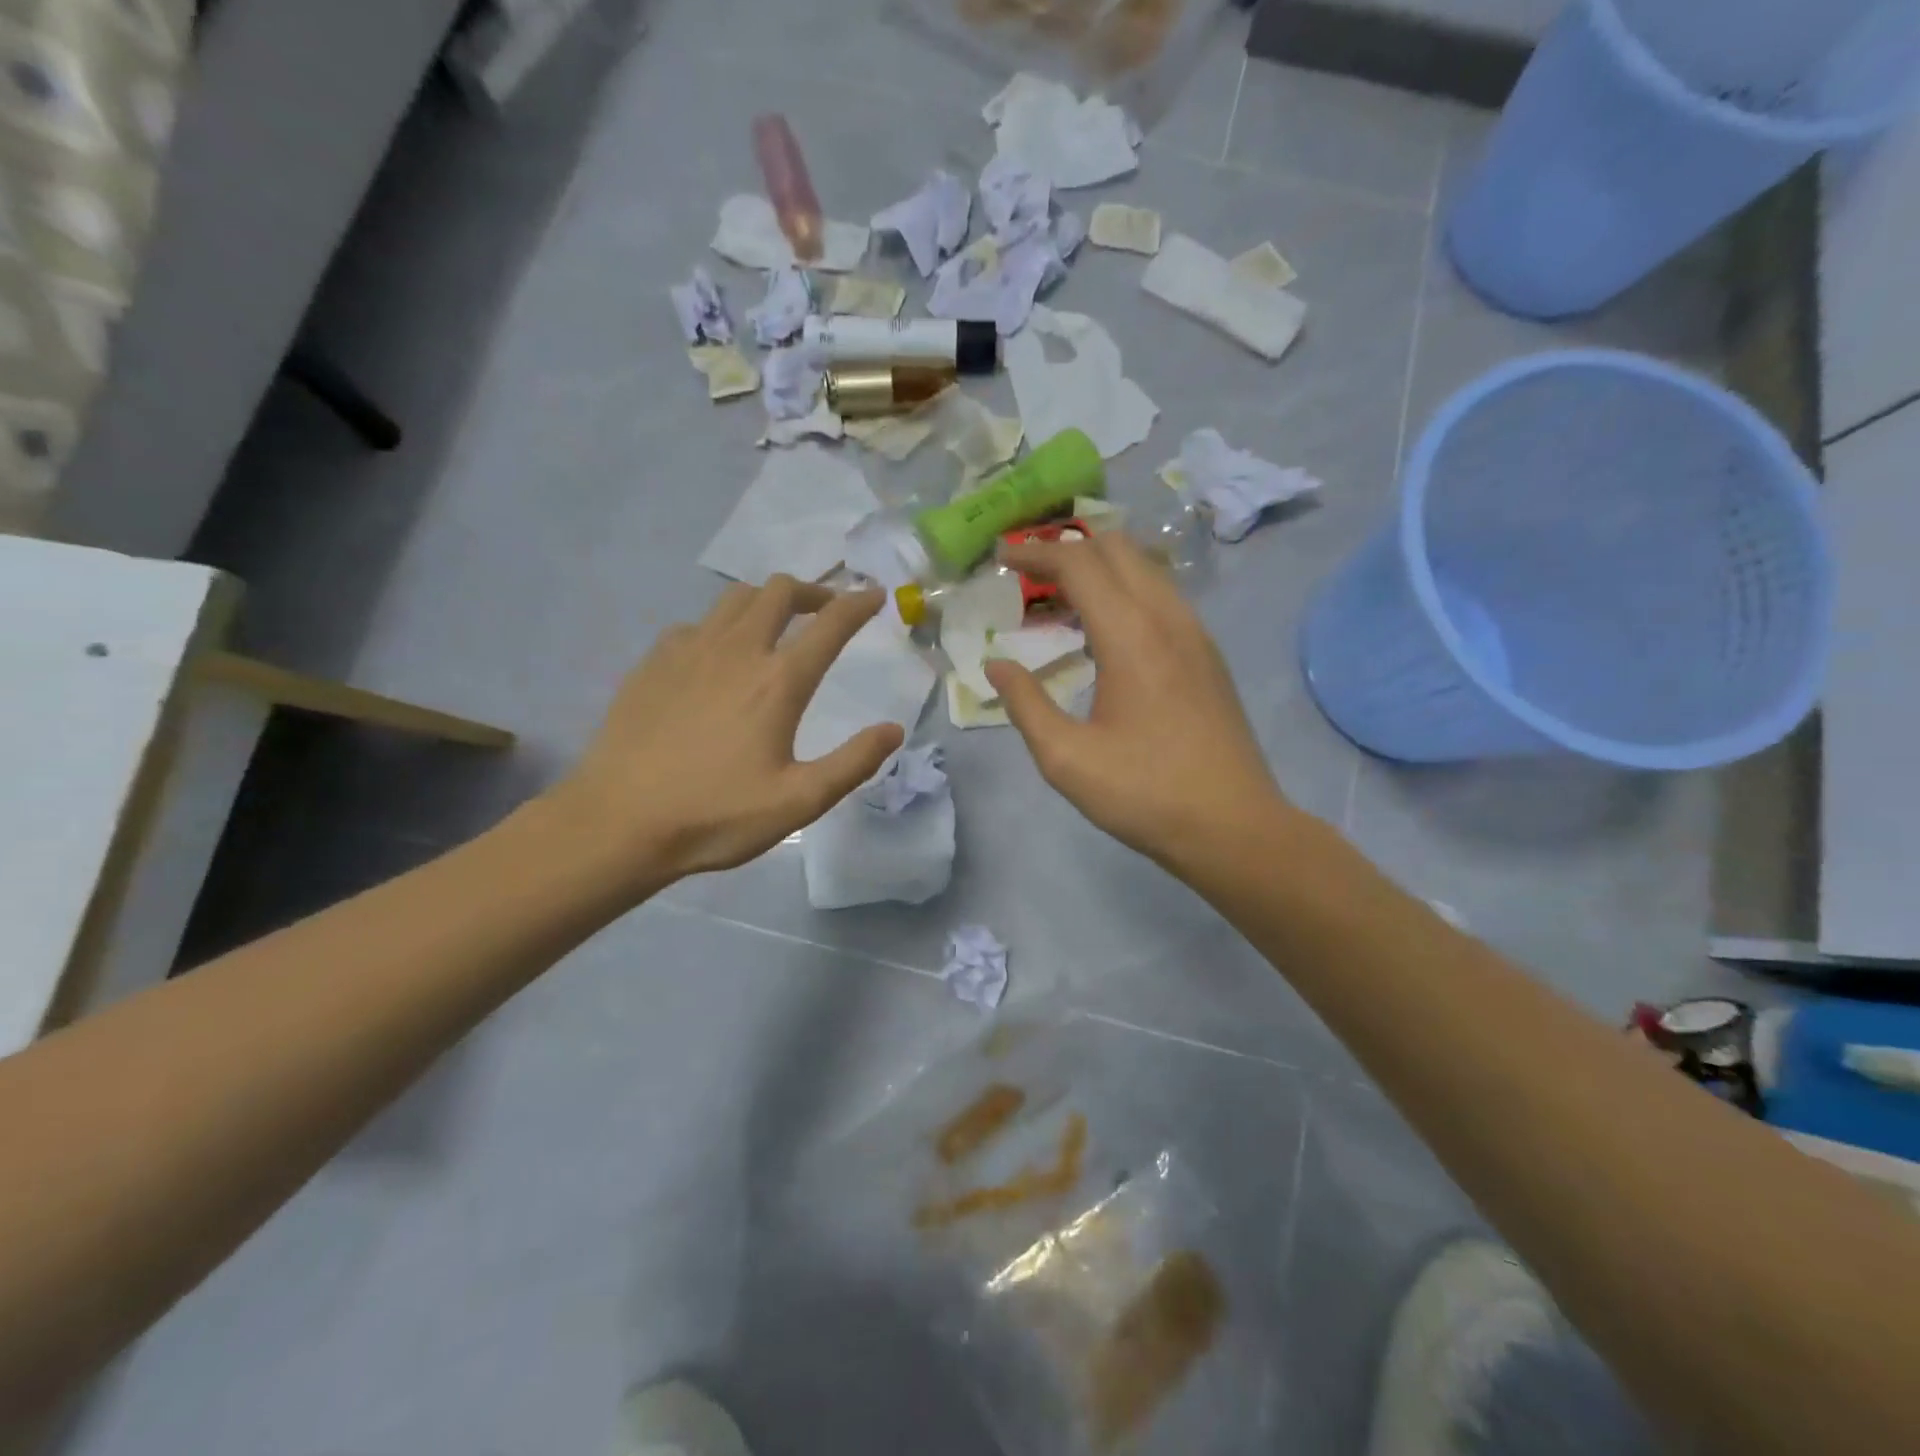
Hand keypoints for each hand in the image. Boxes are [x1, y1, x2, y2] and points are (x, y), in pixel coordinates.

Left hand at [548, 578, 904, 892]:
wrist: (618, 822)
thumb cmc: (716, 815)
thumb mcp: (799, 802)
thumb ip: (853, 763)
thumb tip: (894, 730)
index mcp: (778, 682)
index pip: (830, 625)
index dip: (858, 604)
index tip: (874, 595)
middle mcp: (737, 651)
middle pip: (779, 591)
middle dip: (812, 592)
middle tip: (826, 611)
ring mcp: (689, 651)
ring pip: (736, 598)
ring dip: (767, 601)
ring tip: (778, 624)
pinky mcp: (654, 662)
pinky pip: (697, 624)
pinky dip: (722, 626)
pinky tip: (718, 656)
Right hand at [983, 532, 1293, 870]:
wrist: (1233, 827)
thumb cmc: (1145, 794)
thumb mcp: (1066, 758)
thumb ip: (1025, 703)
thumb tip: (996, 665)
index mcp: (1131, 635)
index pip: (1078, 563)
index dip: (1034, 552)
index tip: (1000, 558)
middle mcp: (1168, 618)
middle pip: (1117, 549)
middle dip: (1067, 549)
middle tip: (1027, 575)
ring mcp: (1196, 634)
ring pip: (1145, 570)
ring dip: (1099, 569)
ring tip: (1060, 600)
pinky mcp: (1208, 655)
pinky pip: (1162, 597)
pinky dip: (1125, 592)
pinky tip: (1105, 632)